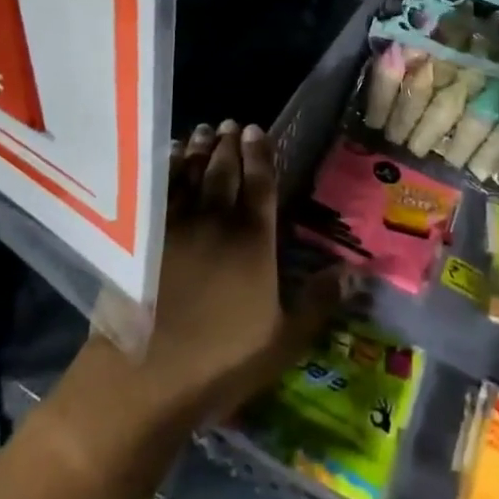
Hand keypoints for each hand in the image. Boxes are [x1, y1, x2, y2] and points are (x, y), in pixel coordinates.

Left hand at [79, 121, 345, 432]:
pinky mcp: (142, 235)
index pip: (260, 184)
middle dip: (228, 144)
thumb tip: (355, 271)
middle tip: (230, 123)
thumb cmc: (221, 361)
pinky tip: (169, 156)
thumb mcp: (283, 341)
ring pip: (190, 173)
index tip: (256, 130)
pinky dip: (166, 167)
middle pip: (223, 171)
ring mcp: (176, 224)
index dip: (259, 154)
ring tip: (203, 130)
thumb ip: (318, 301)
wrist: (145, 375)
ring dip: (198, 149)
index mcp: (253, 241)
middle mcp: (216, 220)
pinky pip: (158, 188)